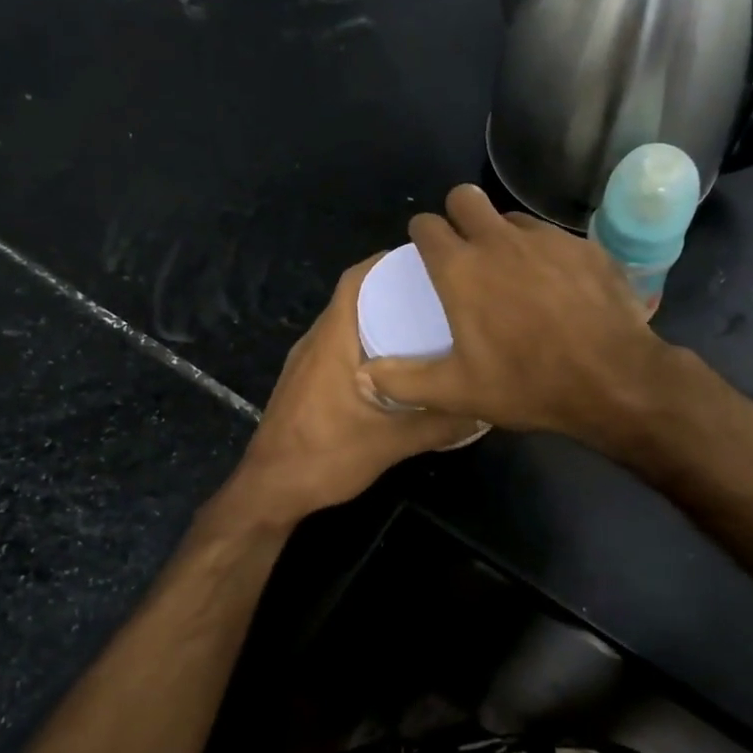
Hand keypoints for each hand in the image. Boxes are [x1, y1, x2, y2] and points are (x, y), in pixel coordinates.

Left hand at [228, 253, 484, 521]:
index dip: (387, 263)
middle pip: (354, 298)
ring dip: (380, 317)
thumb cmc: (324, 457)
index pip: (355, 281)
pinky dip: (367, 342)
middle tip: (439, 294)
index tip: (427, 261)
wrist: (269, 491)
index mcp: (332, 341)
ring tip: (425, 323)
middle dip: (393, 290)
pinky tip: (396, 364)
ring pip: (346, 324)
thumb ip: (437, 425)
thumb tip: (483, 408)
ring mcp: (306, 362)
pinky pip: (340, 346)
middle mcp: (316, 342)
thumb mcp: (390, 443)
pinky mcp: (305, 382)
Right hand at [362, 185, 674, 445]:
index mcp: (461, 268)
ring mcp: (546, 239)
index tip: (426, 251)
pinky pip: (553, 238)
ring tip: (513, 271)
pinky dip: (545, 254)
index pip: (426, 226)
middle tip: (465, 249)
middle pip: (466, 197)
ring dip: (502, 234)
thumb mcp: (458, 391)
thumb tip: (365, 375)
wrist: (613, 379)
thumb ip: (405, 380)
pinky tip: (557, 286)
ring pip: (511, 217)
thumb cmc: (527, 383)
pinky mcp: (583, 247)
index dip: (422, 235)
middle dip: (458, 215)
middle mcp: (499, 240)